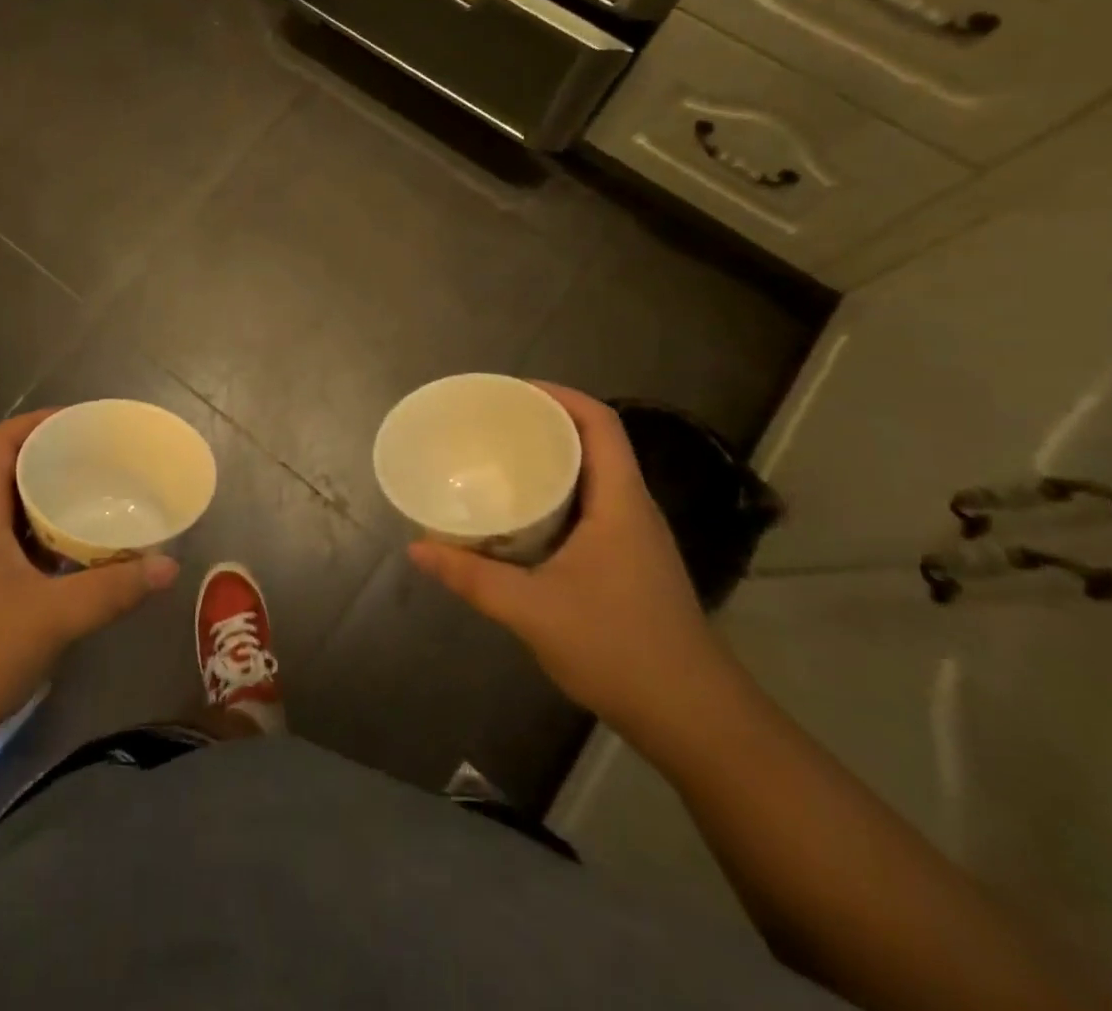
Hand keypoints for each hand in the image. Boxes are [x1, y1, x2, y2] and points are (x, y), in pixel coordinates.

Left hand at [0, 410, 178, 760]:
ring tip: (100, 499)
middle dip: (54, 459)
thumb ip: (112, 590)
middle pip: (7, 472)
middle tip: (103, 460)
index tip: (82, 422)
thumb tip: (169, 565)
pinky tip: (80, 556)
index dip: (36, 423)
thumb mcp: (52, 618)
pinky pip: (15, 547)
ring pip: (13, 513)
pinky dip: (47, 540)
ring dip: (52, 502)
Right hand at [408, 383, 729, 740]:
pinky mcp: (630, 565)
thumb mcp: (532, 610)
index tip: (511, 391)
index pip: (600, 424)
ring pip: (593, 478)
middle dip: (545, 424)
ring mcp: (635, 539)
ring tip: (499, 460)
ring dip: (551, 462)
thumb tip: (416, 548)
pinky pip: (591, 509)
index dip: (559, 396)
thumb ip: (472, 576)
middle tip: (492, 424)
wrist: (695, 721)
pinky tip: (522, 518)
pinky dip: (557, 497)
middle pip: (595, 443)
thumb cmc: (619, 649)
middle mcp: (633, 510)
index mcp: (621, 502)